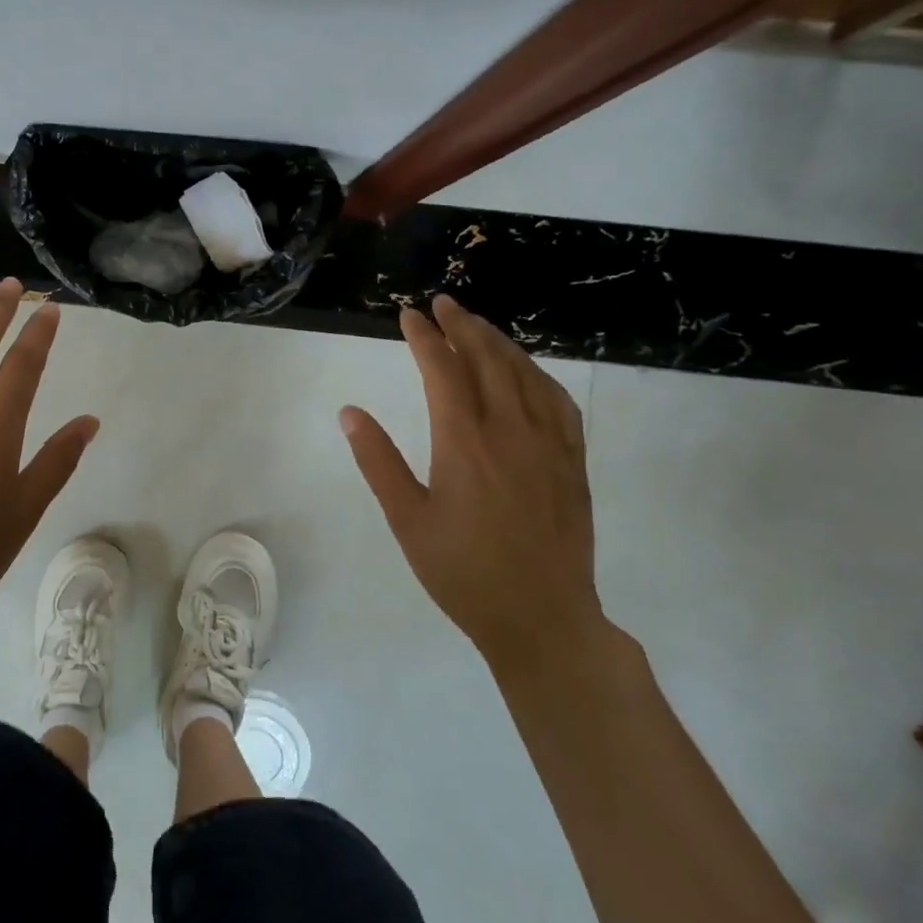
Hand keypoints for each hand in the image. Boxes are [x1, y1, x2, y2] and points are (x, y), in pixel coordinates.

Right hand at [339, 294, 601, 670]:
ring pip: (525, 374)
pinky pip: (559, 402)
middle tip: (444, 303)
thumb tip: (350, 412)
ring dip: (500, 342)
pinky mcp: (573, 463)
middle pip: (487, 360)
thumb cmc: (462, 572)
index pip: (442, 370)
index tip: (409, 314)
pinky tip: (528, 371)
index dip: (424, 337)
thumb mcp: (407, 519)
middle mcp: (509, 431)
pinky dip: (538, 375)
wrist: (541, 618)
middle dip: (463, 326)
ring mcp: (549, 445)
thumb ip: (378, 461)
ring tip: (479, 325)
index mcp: (464, 442)